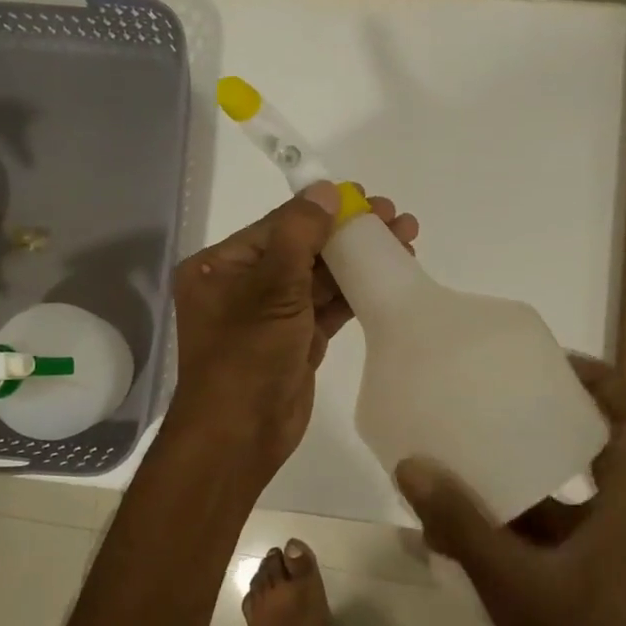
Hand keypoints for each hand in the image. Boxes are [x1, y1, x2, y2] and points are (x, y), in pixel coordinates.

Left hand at [169, 181, 417, 482]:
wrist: (240, 436)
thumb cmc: (246, 356)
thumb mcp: (271, 289)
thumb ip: (300, 235)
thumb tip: (323, 190)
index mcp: (221, 267)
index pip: (279, 226)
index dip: (323, 209)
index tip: (366, 197)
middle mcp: (243, 285)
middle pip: (303, 248)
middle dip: (348, 233)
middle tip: (395, 218)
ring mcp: (271, 315)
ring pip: (319, 278)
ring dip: (358, 261)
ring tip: (405, 240)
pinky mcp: (295, 340)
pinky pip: (326, 307)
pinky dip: (355, 292)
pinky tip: (389, 274)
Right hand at [393, 356, 625, 625]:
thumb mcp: (515, 585)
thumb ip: (462, 525)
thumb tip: (413, 466)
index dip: (603, 379)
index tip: (553, 365)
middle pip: (605, 450)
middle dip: (552, 425)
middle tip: (501, 408)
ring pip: (581, 501)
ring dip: (533, 485)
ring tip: (476, 473)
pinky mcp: (618, 585)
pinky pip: (575, 538)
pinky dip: (535, 530)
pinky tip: (485, 545)